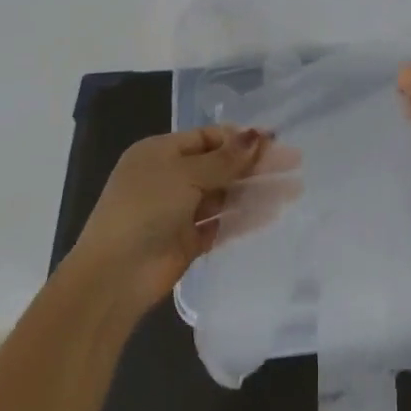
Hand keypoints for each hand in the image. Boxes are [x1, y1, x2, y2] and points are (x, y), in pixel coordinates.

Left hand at [69, 126, 300, 321]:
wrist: (115, 274)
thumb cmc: (145, 209)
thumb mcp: (185, 174)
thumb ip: (225, 159)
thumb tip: (258, 135)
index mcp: (160, 152)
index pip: (208, 138)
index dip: (241, 138)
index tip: (275, 141)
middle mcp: (170, 178)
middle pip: (220, 166)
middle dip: (256, 164)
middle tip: (294, 163)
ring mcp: (179, 211)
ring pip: (225, 195)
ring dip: (256, 191)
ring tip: (293, 190)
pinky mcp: (188, 241)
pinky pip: (222, 223)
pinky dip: (246, 218)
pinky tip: (273, 213)